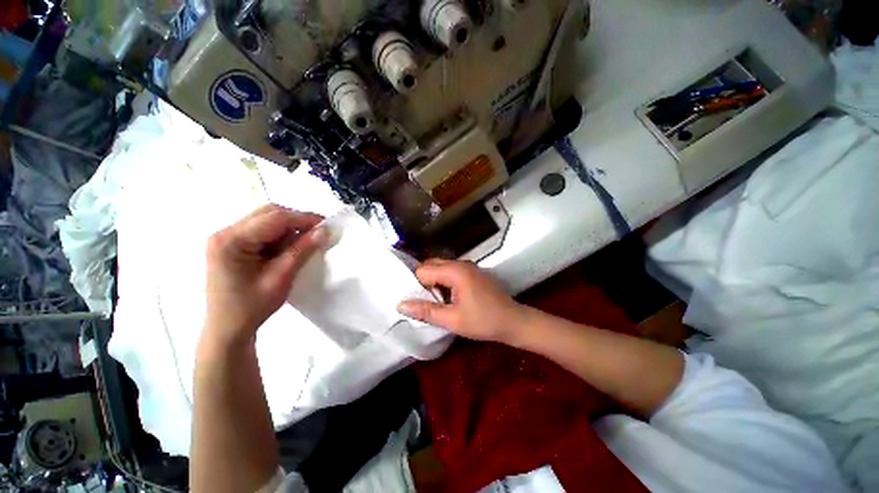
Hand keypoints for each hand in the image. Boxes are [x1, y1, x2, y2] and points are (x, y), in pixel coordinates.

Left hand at [203, 204, 325, 346]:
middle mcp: (225, 233)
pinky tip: (291, 247)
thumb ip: (302, 250)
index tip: (327, 225)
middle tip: (319, 232)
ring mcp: (228, 238)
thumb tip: (324, 230)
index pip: (274, 217)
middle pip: (269, 214)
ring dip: (290, 228)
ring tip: (308, 241)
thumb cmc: (252, 307)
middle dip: (297, 221)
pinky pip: (262, 231)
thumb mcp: (281, 277)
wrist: (227, 329)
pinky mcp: (233, 244)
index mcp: (231, 240)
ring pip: (267, 220)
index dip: (304, 218)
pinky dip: (281, 236)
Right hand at [397, 259, 525, 343]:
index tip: (416, 302)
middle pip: (431, 265)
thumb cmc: (484, 321)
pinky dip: (444, 282)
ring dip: (434, 282)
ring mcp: (468, 266)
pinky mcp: (473, 272)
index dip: (416, 286)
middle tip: (423, 302)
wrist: (514, 322)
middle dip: (423, 282)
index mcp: (455, 271)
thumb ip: (425, 311)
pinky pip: (451, 271)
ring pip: (441, 268)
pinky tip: (447, 298)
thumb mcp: (452, 319)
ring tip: (434, 302)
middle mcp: (461, 263)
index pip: (423, 270)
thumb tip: (400, 305)